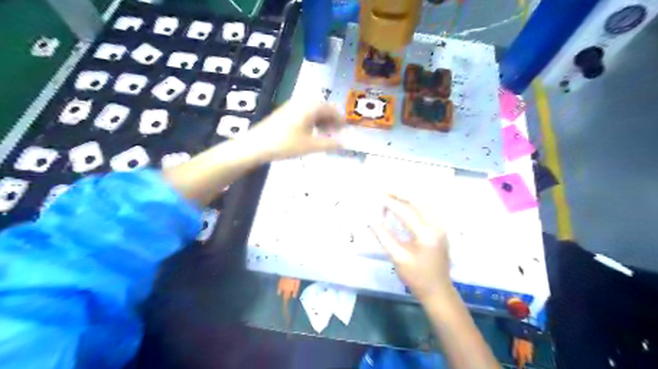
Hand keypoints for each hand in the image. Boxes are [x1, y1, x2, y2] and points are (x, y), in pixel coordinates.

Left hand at [245, 101, 345, 159]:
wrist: (256, 145)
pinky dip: (311, 122)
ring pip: (312, 112)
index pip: (331, 109)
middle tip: (336, 134)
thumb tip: (345, 143)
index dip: (340, 119)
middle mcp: (302, 102)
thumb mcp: (310, 146)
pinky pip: (303, 114)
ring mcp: (291, 106)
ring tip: (324, 136)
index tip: (346, 130)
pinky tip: (310, 134)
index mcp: (310, 106)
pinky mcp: (284, 113)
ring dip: (321, 122)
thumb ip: (330, 144)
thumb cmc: (285, 144)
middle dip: (331, 121)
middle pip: (322, 108)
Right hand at [369, 197, 452, 301]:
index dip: (388, 202)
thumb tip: (370, 221)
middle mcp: (436, 225)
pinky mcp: (441, 229)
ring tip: (389, 195)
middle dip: (398, 193)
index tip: (375, 195)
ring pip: (423, 203)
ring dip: (406, 197)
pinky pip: (427, 209)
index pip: (405, 211)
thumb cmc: (416, 277)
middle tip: (381, 190)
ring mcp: (441, 226)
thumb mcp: (397, 258)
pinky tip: (403, 204)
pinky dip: (413, 203)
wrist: (438, 291)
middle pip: (416, 201)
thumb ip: (384, 237)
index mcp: (426, 234)